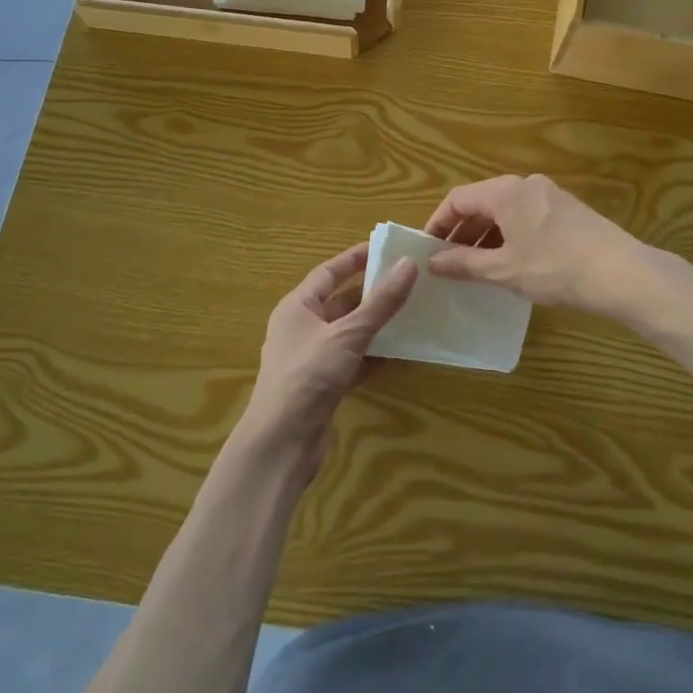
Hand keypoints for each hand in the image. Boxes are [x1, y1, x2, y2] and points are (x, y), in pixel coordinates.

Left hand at [241, 243, 418, 479]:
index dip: (355, 259)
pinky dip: (373, 355)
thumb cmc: (308, 376)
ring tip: (411, 312)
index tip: (385, 248)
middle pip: (340, 302)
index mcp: (297, 307)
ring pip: (348, 332)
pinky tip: (400, 353)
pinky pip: (352, 360)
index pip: (329, 272)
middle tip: (407, 280)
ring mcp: (311, 358)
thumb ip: (380, 302)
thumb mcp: (347, 334)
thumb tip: (408, 265)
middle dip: (371, 292)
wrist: (281, 444)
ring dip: (376, 324)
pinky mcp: (322, 385)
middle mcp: (301, 328)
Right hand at [424, 174, 654, 318]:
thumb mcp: (503, 270)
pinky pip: (526, 216)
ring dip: (485, 236)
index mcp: (505, 192)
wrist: (620, 273)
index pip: (458, 199)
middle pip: (482, 202)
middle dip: (462, 231)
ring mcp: (549, 195)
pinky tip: (510, 263)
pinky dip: (509, 235)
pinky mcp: (568, 210)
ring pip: (505, 211)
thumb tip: (433, 261)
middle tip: (449, 262)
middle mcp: (525, 185)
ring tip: (477, 268)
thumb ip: (464, 263)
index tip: (428, 250)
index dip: (438, 223)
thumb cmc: (554, 268)